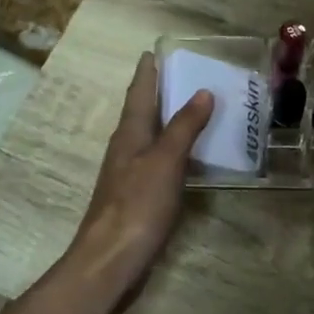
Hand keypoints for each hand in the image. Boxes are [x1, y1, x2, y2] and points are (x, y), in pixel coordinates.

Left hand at [68, 53, 213, 296]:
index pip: (139, 94)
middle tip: (185, 76)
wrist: (111, 261)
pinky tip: (189, 158)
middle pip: (142, 113)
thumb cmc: (138, 206)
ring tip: (195, 110)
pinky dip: (174, 151)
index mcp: (129, 134)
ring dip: (168, 122)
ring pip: (150, 138)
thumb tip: (203, 92)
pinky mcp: (138, 199)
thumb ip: (184, 127)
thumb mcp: (165, 161)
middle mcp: (126, 149)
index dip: (147, 73)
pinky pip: (158, 162)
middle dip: (159, 94)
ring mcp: (129, 175)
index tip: (153, 52)